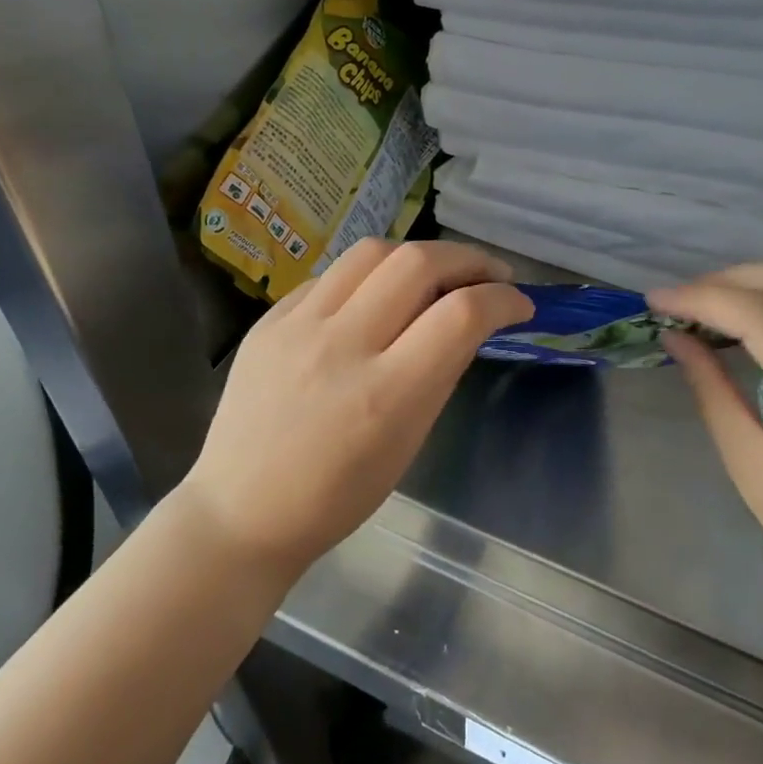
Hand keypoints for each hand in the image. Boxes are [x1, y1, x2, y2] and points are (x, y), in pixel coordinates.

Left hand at [178, 239, 532, 578]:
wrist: (243, 511)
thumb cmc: (338, 497)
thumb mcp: (408, 444)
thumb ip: (438, 375)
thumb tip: (465, 323)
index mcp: (386, 395)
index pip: (460, 315)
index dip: (503, 299)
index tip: (519, 304)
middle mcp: (342, 347)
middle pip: (417, 263)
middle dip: (468, 259)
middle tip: (488, 275)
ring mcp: (297, 327)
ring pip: (371, 252)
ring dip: (417, 255)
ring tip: (434, 274)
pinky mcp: (268, 321)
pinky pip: (330, 277)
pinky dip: (368, 277)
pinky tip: (376, 296)